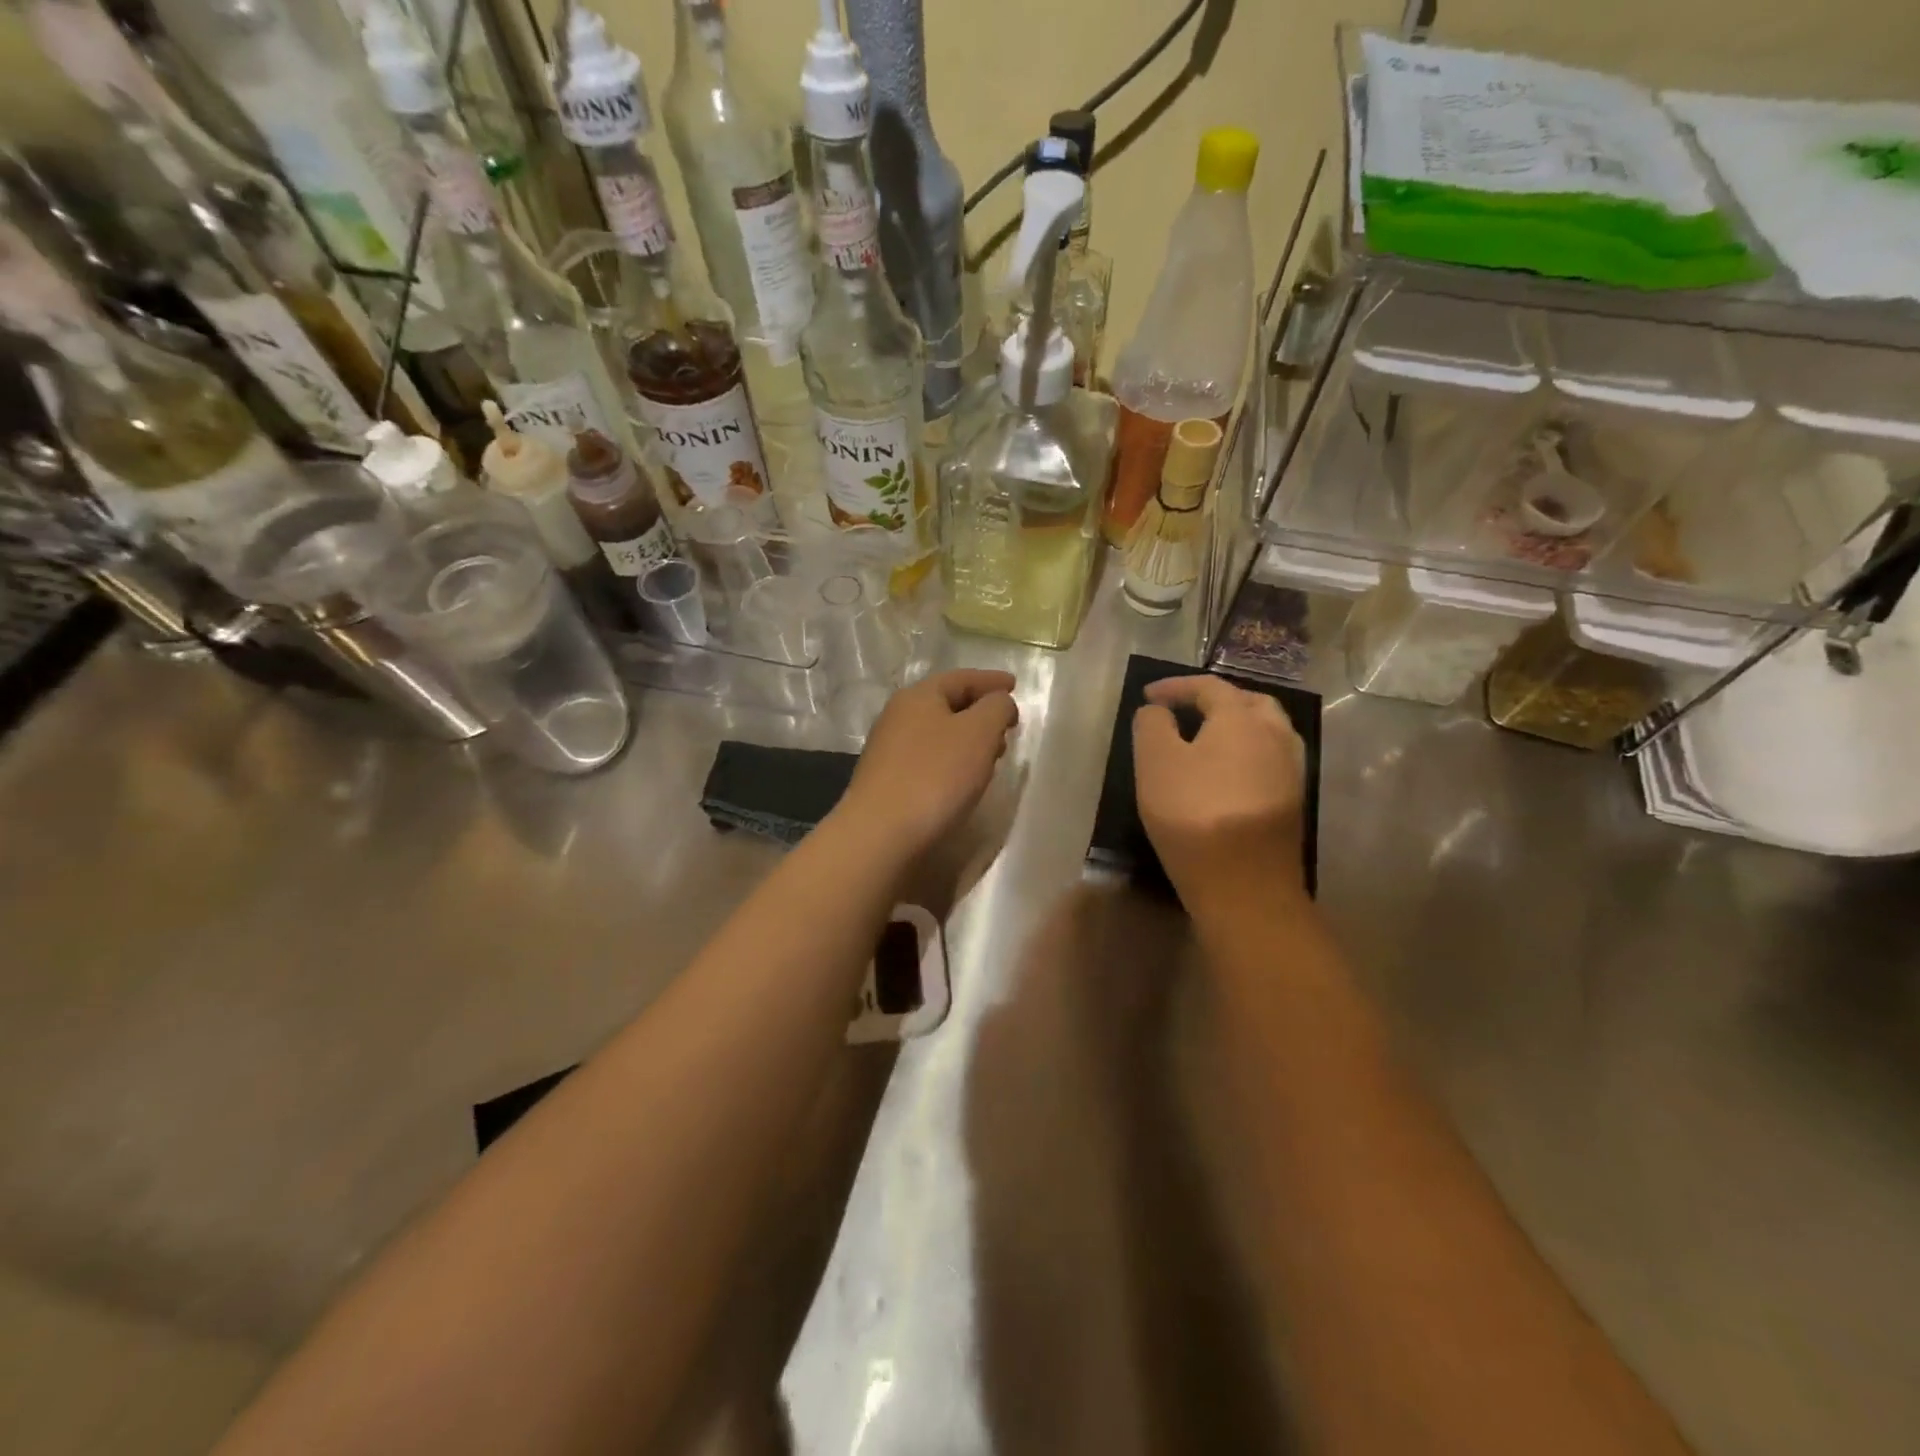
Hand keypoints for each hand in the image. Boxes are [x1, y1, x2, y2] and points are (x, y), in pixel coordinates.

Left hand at [838, 669, 1019, 859]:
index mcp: (918, 696)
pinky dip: (952, 762)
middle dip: (980, 712)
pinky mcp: (888, 782)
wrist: (880, 834)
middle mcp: (898, 717)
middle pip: (947, 705)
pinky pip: (929, 760)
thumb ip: (996, 708)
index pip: (962, 678)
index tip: (1014, 685)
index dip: (991, 681)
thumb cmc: (935, 776)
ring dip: (967, 741)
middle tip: (1007, 727)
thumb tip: (1000, 703)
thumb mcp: (978, 733)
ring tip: (992, 757)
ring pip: (938, 734)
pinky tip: (963, 781)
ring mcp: (889, 751)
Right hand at [1133, 675, 1305, 913]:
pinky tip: (1228, 774)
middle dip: (1216, 700)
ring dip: (1237, 726)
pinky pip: (1270, 760)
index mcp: (1241, 718)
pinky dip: (1247, 753)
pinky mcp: (1293, 802)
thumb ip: (1152, 726)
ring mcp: (1291, 770)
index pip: (1209, 687)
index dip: (1175, 686)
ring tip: (1208, 739)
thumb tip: (1157, 710)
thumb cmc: (1194, 814)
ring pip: (1267, 731)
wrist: (1246, 885)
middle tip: (1186, 710)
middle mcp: (1275, 735)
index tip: (1148, 695)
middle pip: (1249, 703)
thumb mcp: (1156, 763)